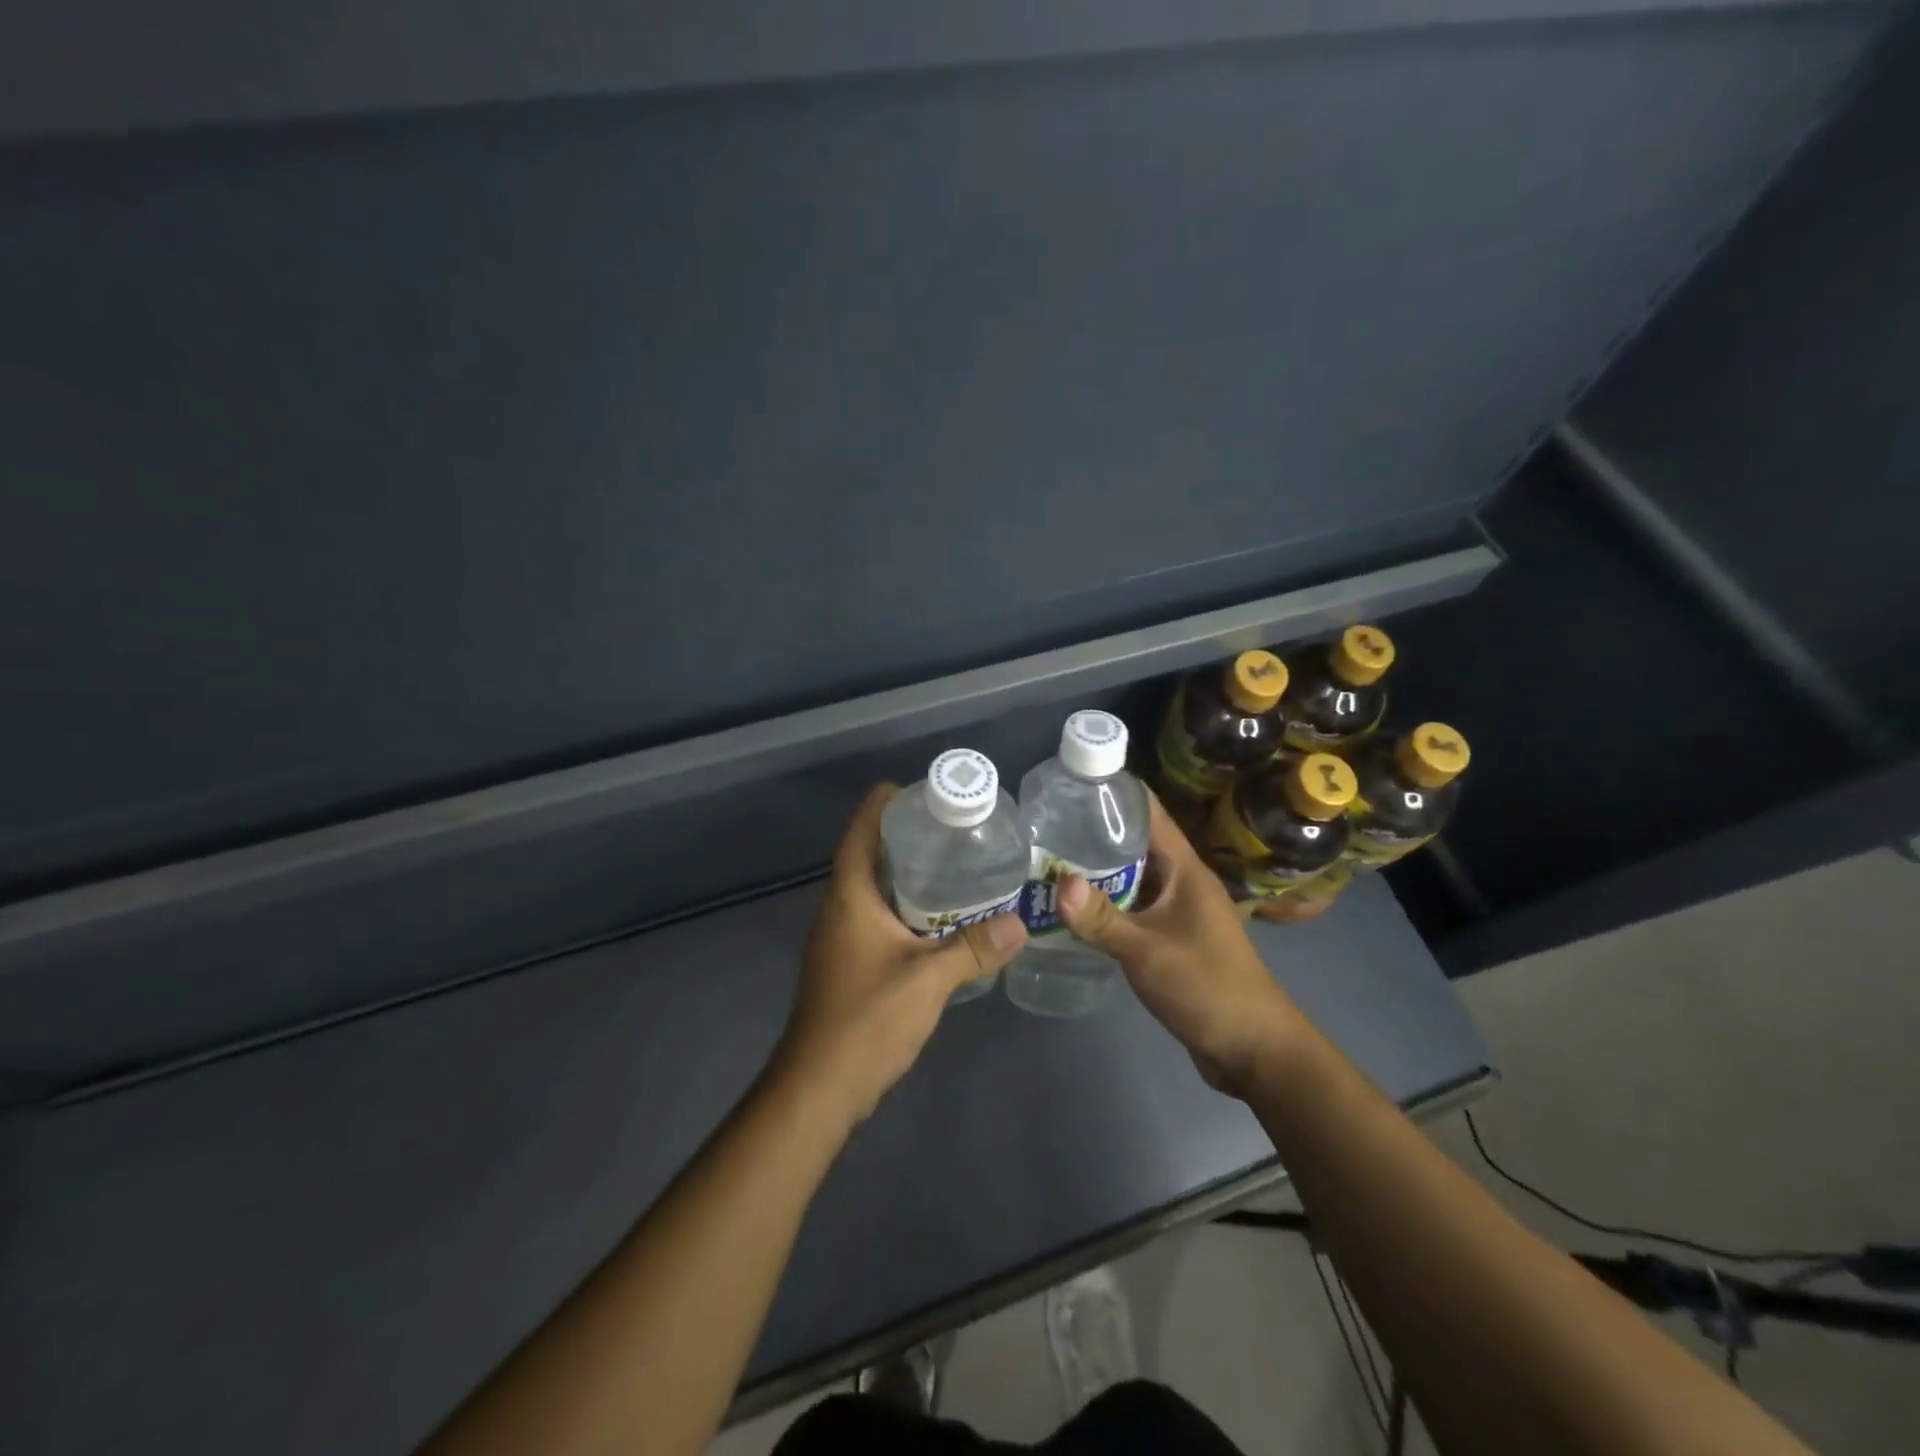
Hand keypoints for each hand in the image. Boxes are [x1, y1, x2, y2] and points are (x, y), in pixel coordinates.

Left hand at [772, 783, 1028, 1129]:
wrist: (820, 1086)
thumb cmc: (866, 1019)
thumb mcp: (928, 979)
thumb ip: (975, 949)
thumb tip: (1020, 923)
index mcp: (849, 895)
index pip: (861, 828)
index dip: (887, 802)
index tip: (925, 790)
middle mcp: (840, 906)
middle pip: (870, 853)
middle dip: (908, 835)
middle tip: (955, 826)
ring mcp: (841, 935)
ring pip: (875, 886)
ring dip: (909, 872)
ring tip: (957, 863)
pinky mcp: (849, 960)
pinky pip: (879, 915)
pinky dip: (908, 905)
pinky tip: (942, 917)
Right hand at [1055, 793, 1304, 1095]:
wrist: (1253, 1048)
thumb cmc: (1207, 986)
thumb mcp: (1148, 951)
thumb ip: (1102, 919)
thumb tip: (1058, 883)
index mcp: (1185, 868)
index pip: (1148, 812)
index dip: (1113, 792)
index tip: (1069, 781)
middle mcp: (1181, 880)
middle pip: (1135, 842)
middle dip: (1093, 831)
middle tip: (1043, 824)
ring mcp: (1177, 910)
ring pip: (1132, 877)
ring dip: (1097, 870)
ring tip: (1048, 860)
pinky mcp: (1171, 937)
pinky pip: (1133, 908)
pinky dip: (1106, 903)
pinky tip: (1073, 909)